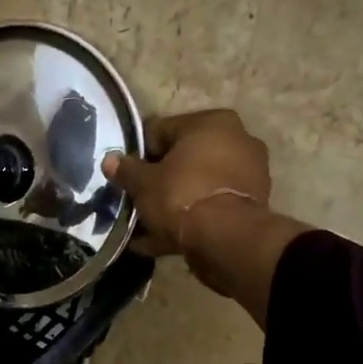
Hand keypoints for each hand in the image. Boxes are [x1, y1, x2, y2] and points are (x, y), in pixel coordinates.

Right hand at [103, 110, 307, 326]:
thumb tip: (110, 160)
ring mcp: (249, 172)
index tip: (125, 173)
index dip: (138, 152)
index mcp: (211, 123)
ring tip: (147, 224)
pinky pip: (210, 206)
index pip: (161, 130)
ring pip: (198, 183)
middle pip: (183, 157)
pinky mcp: (252, 203)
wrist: (227, 240)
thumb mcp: (143, 183)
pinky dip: (191, 218)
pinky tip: (163, 239)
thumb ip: (126, 170)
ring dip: (174, 200)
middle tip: (137, 198)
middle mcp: (236, 139)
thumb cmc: (181, 196)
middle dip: (159, 178)